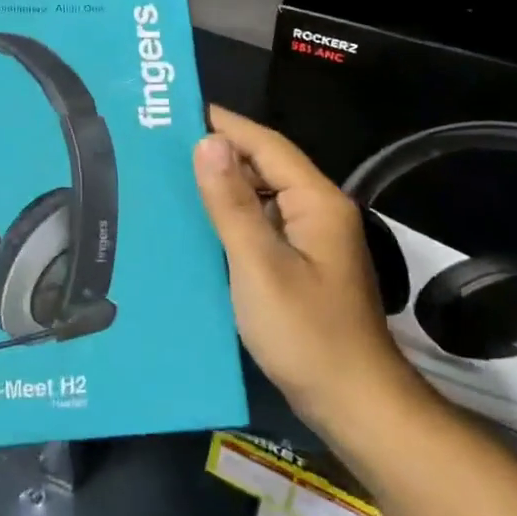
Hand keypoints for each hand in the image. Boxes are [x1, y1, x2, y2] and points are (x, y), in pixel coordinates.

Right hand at [193, 107, 423, 435]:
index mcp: (316, 202)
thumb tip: (208, 142)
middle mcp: (317, 212)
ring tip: (170, 179)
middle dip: (219, 152)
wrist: (354, 405)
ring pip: (262, 198)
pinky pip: (261, 227)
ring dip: (223, 186)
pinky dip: (231, 218)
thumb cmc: (307, 334)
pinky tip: (197, 226)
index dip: (225, 124)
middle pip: (266, 167)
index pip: (267, 145)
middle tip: (162, 146)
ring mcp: (311, 242)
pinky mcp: (300, 267)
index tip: (178, 110)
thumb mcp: (260, 265)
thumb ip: (232, 205)